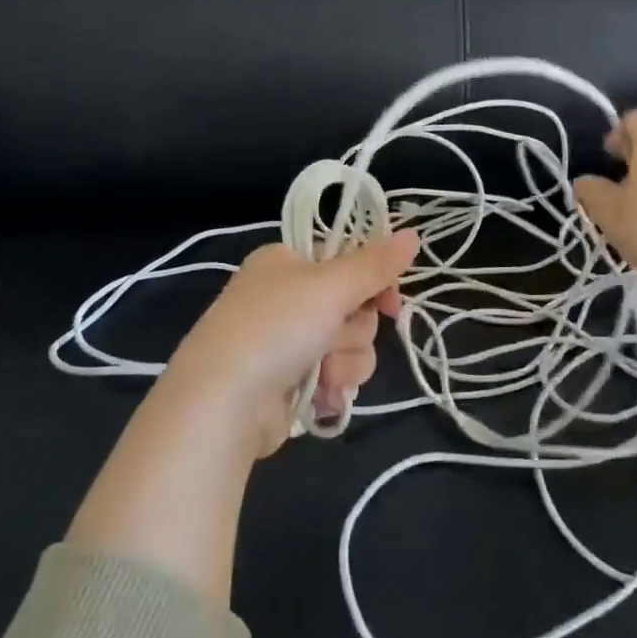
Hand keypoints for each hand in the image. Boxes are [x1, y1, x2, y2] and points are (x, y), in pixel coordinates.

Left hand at [157, 230, 420, 457]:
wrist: (223, 404)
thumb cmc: (275, 327)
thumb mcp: (331, 286)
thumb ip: (376, 264)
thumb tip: (414, 233)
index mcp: (287, 261)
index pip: (348, 259)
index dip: (375, 280)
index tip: (391, 301)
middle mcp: (287, 296)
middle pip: (355, 306)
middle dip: (354, 330)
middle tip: (333, 337)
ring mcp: (288, 341)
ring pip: (351, 345)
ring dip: (345, 362)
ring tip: (322, 374)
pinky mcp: (291, 381)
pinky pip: (335, 375)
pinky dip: (332, 385)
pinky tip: (320, 395)